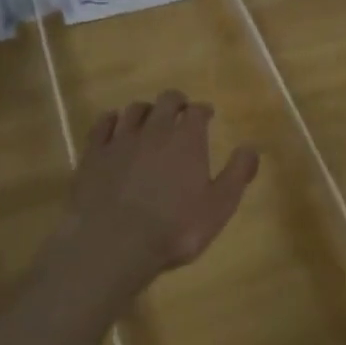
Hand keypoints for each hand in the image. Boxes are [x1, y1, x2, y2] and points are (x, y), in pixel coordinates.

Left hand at [65, 89, 259, 286]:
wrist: (112, 244)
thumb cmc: (174, 228)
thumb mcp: (219, 207)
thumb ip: (238, 174)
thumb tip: (251, 147)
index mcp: (187, 139)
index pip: (198, 111)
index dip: (203, 111)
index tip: (207, 115)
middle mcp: (155, 130)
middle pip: (166, 101)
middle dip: (176, 102)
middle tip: (180, 112)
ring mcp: (121, 139)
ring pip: (135, 110)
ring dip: (146, 111)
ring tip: (149, 120)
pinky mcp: (94, 154)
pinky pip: (102, 125)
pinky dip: (111, 120)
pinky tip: (113, 125)